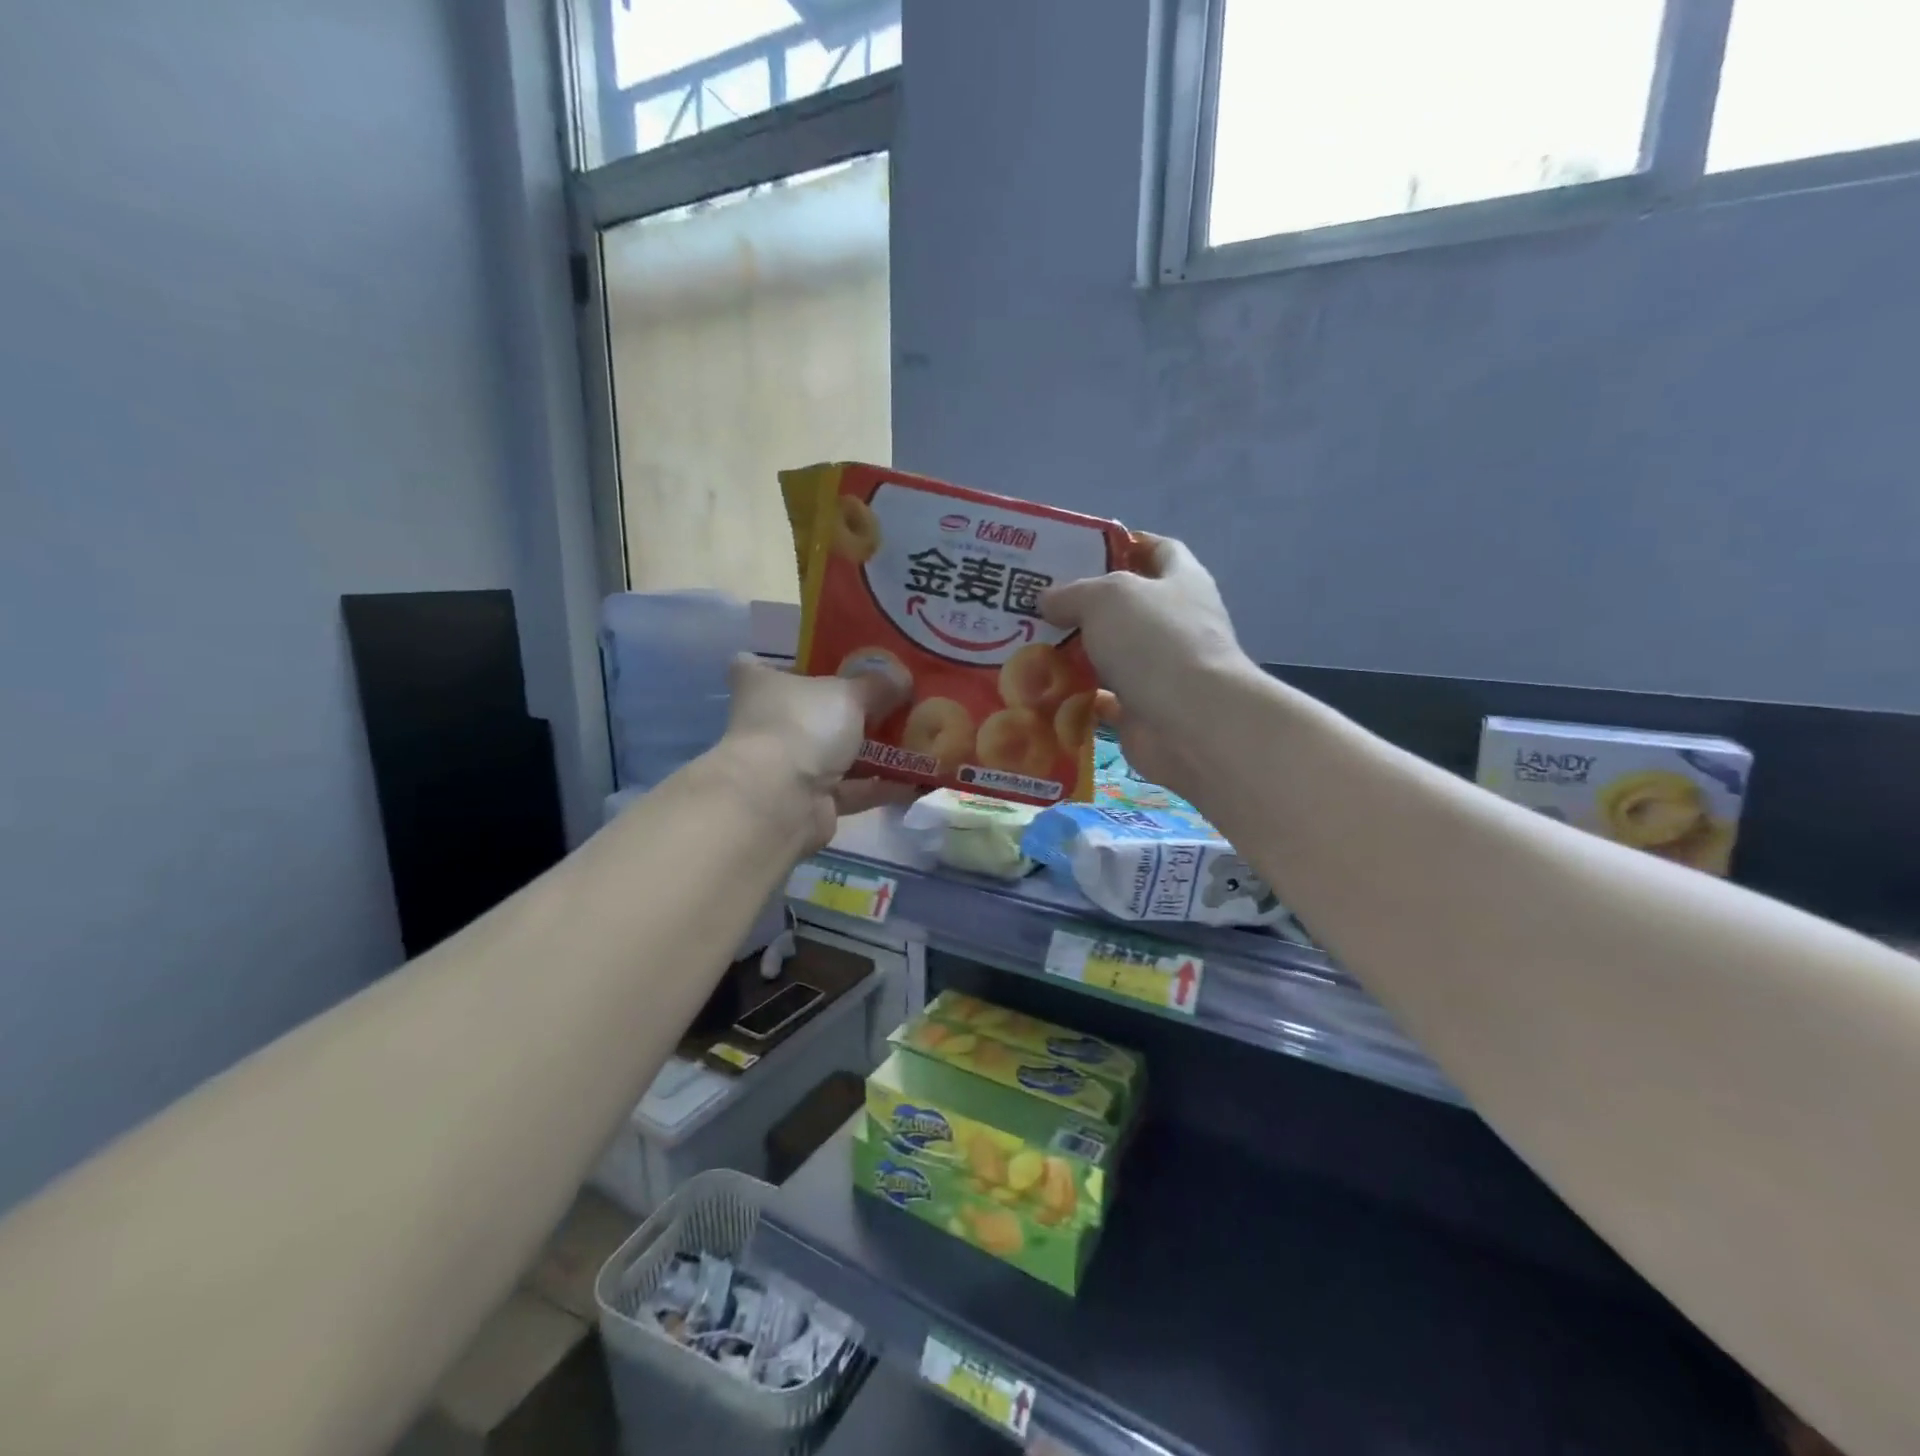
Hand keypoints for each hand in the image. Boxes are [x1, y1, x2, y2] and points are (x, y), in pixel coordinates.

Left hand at [717, 655, 916, 850]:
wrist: (781, 801)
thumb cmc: (803, 726)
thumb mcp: (849, 693)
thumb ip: (878, 685)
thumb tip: (902, 678)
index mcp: (761, 685)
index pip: (758, 664)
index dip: (787, 662)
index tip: (820, 660)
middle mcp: (769, 723)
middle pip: (810, 711)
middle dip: (847, 708)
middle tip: (892, 699)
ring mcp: (788, 765)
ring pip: (835, 753)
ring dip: (872, 751)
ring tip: (917, 740)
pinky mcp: (810, 801)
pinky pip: (852, 789)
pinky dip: (880, 786)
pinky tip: (917, 781)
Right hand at [1040, 535, 1253, 799]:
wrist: (1191, 723)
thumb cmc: (1155, 642)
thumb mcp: (1106, 597)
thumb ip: (1073, 592)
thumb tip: (1048, 600)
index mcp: (1181, 581)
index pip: (1157, 550)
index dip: (1122, 545)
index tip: (1078, 551)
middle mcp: (1175, 623)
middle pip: (1126, 606)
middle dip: (1084, 604)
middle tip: (1036, 602)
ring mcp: (1161, 670)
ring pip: (1110, 654)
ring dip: (1075, 652)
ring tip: (1027, 644)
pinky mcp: (1143, 710)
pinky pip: (1102, 699)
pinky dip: (1075, 696)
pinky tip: (1040, 689)